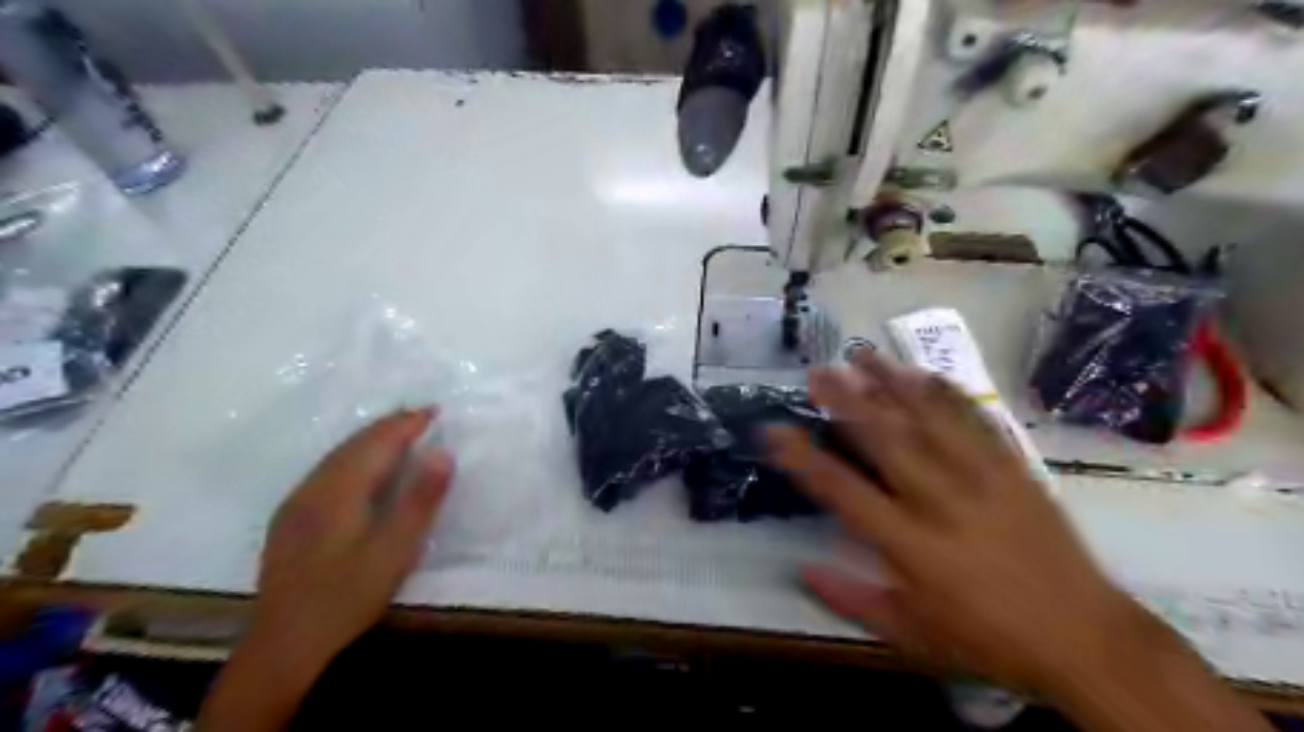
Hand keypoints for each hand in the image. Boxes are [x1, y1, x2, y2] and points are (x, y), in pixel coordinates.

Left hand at [253, 409, 455, 666]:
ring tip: (398, 432)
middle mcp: (314, 487)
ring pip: (337, 454)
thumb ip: (420, 500)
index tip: (435, 410)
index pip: (378, 442)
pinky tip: (361, 466)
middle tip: (421, 416)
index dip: (407, 424)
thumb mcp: (395, 551)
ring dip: (370, 438)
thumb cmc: (347, 596)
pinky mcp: (290, 518)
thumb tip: (443, 453)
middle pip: (354, 443)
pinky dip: (353, 455)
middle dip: (389, 425)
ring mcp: (296, 502)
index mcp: (340, 490)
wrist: (283, 643)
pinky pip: (326, 469)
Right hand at [767, 355, 1144, 690]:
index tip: (774, 431)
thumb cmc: (988, 639)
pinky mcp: (1014, 470)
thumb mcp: (912, 634)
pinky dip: (948, 395)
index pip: (844, 492)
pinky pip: (977, 422)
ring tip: (864, 355)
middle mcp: (941, 502)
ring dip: (893, 383)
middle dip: (847, 400)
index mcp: (911, 545)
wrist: (1085, 638)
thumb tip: (802, 569)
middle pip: (886, 440)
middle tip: (818, 371)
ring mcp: (982, 479)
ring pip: (930, 420)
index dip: (804, 459)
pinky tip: (926, 375)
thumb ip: (851, 600)